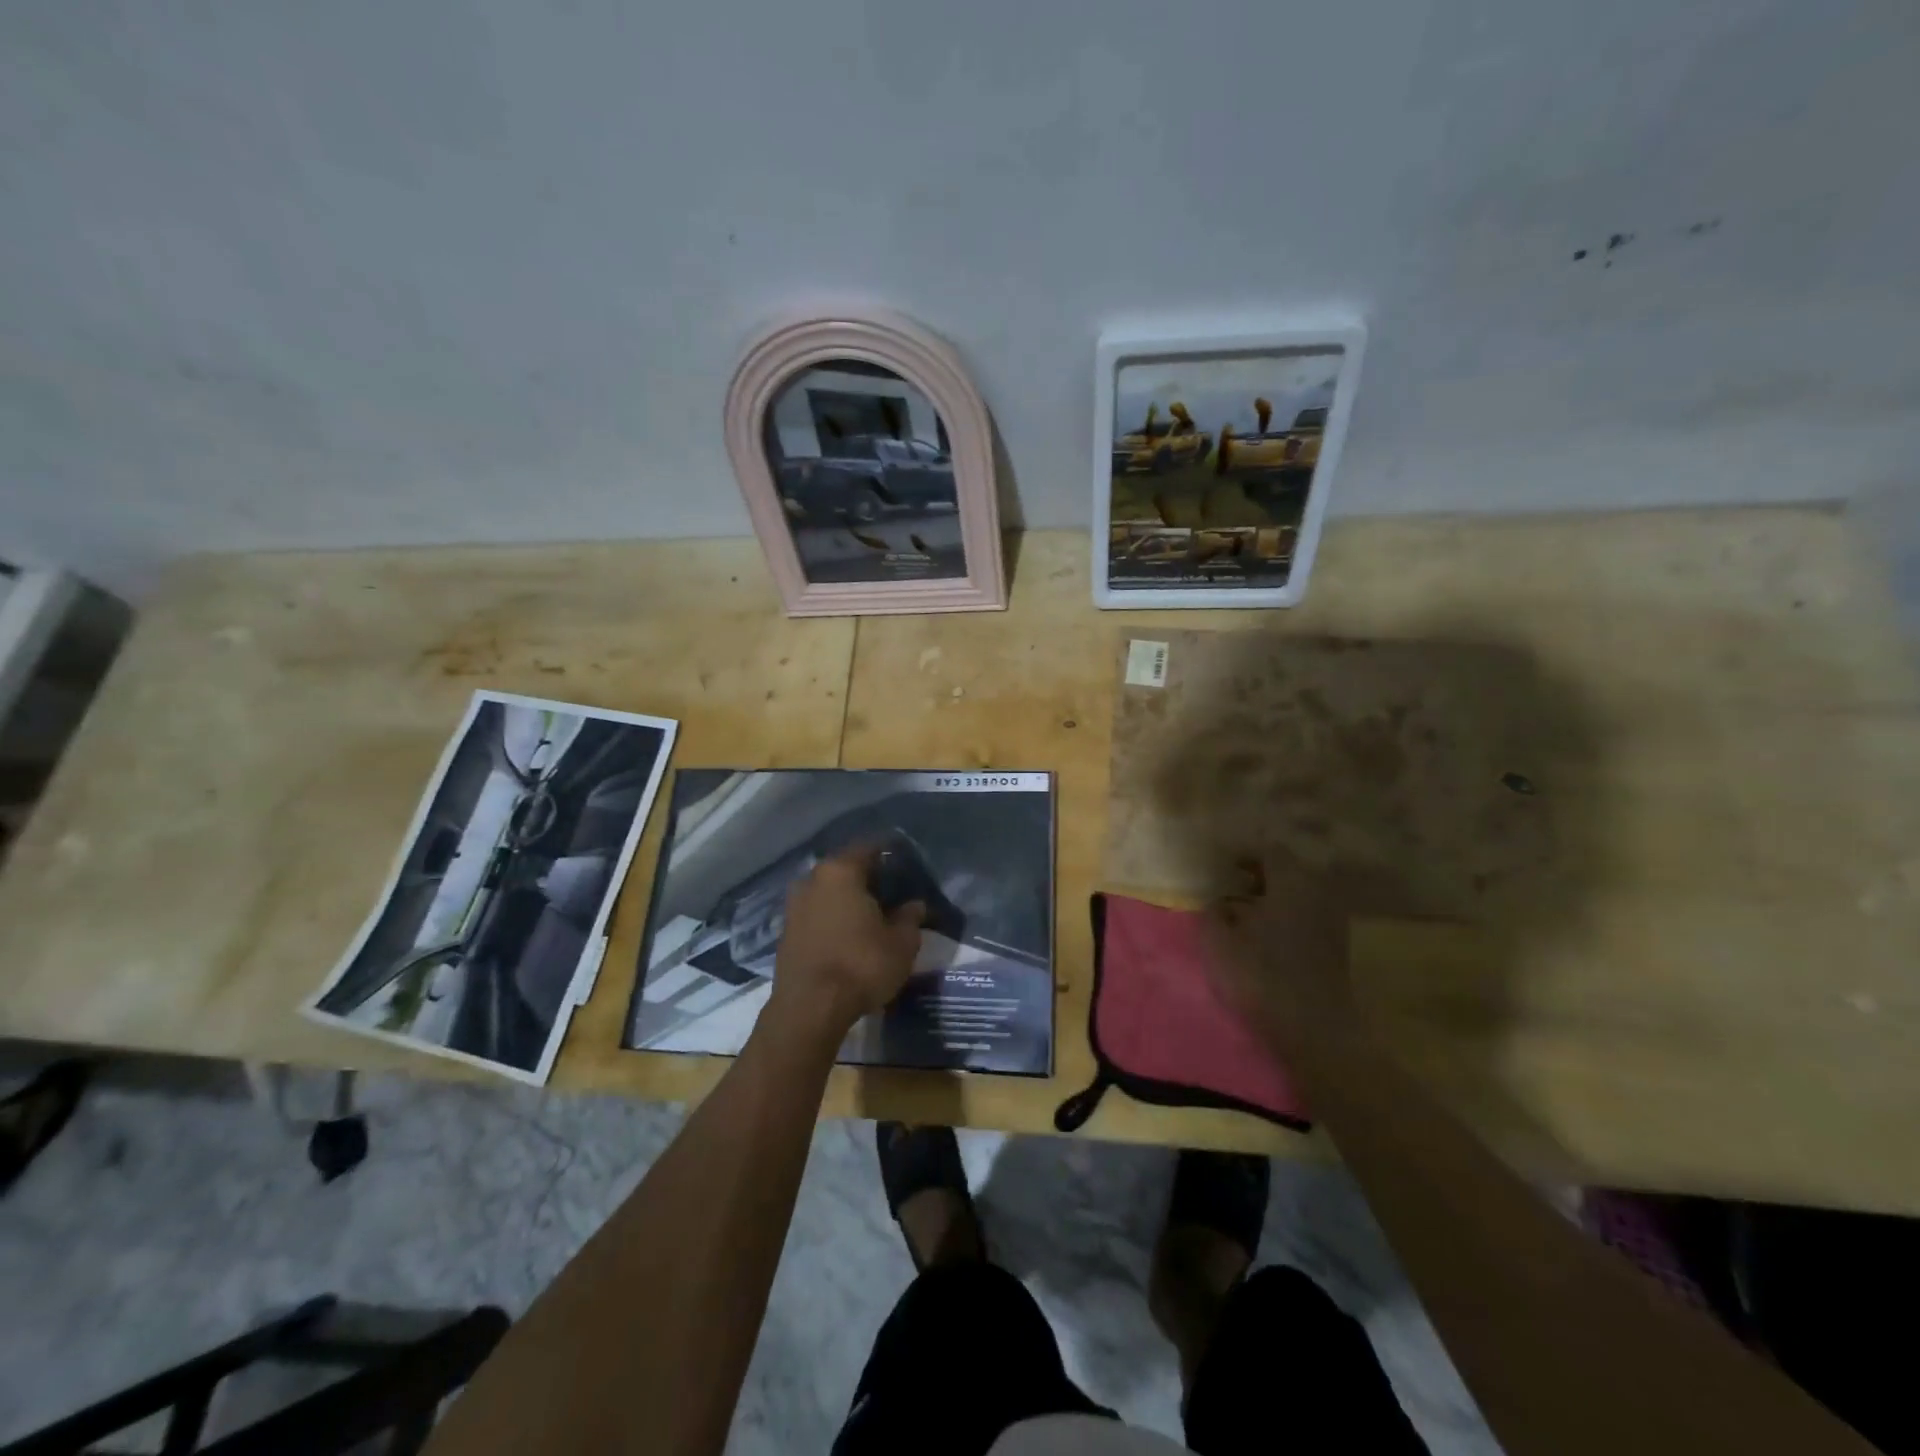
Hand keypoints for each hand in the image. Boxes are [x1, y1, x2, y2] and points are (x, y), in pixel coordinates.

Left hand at [768, 844, 925, 1040]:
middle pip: (846, 869)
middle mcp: (813, 879)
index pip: (870, 848)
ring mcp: (794, 905)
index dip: (891, 854)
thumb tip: (915, 905)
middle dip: (869, 878)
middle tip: (893, 891)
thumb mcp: (901, 943)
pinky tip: (849, 935)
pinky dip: (833, 918)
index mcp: (841, 871)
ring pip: (829, 892)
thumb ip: (910, 918)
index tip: (907, 863)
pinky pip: (816, 914)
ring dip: (848, 900)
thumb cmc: (861, 965)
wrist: (809, 1009)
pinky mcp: (786, 932)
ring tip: (872, 916)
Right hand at [1207, 857, 1358, 1052]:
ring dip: (1273, 896)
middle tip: (1231, 884)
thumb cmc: (1261, 976)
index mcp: (1291, 882)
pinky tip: (1264, 933)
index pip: (1270, 850)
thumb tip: (1219, 901)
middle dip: (1259, 874)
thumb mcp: (1218, 941)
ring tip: (1244, 910)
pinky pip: (1306, 915)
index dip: (1244, 853)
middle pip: (1288, 869)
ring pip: (1298, 894)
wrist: (1312, 1029)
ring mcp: (1331, 920)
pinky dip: (1286, 915)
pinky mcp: (1335, 947)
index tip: (1223, 864)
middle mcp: (1317, 893)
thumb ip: (1213, 912)